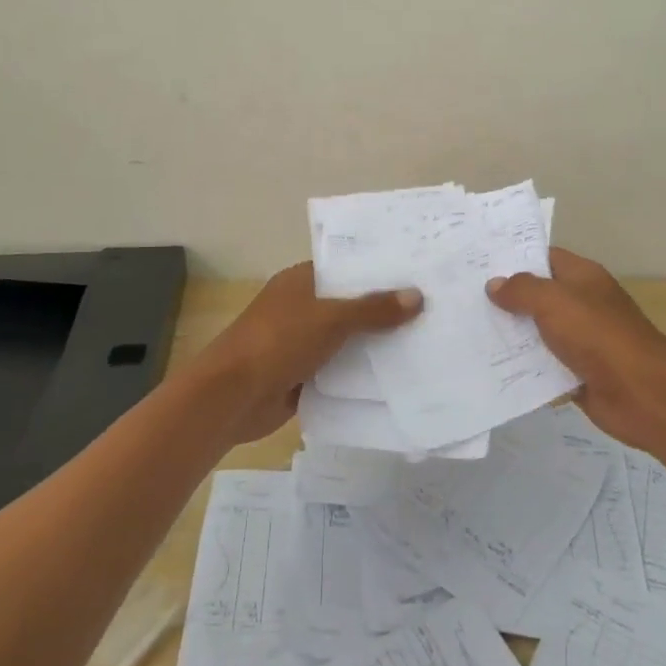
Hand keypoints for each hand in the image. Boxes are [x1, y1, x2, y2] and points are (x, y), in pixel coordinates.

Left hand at [189, 262, 421, 445]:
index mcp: (300, 282)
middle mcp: (301, 308)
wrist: (232, 396)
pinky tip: (398, 376)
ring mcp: (301, 343)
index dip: (378, 271)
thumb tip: (417, 296)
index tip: (417, 273)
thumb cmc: (278, 342)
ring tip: (426, 340)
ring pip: (347, 340)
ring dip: (375, 345)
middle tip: (433, 308)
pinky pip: (340, 370)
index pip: (345, 269)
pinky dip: (361, 374)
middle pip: (349, 305)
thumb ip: (373, 309)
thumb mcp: (330, 319)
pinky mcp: (303, 376)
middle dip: (384, 310)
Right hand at [486, 248, 665, 452]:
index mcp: (582, 278)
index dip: (513, 258)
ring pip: (536, 333)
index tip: (477, 263)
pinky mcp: (575, 373)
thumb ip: (522, 290)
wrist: (640, 393)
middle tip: (462, 299)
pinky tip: (489, 367)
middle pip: (536, 296)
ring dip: (509, 336)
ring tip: (467, 332)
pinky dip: (522, 368)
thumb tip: (494, 284)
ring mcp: (579, 340)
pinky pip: (542, 366)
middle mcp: (581, 305)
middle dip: (503, 299)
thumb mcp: (554, 302)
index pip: (544, 258)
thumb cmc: (598, 336)